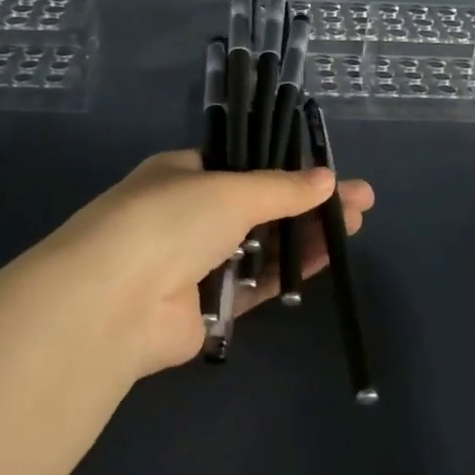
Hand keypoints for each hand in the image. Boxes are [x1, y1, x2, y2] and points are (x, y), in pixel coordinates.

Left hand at [35, 150, 375, 378]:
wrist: (114, 301)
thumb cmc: (170, 221)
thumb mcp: (230, 190)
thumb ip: (281, 188)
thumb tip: (326, 178)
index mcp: (183, 174)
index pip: (242, 166)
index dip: (287, 170)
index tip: (328, 173)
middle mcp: (188, 215)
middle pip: (260, 207)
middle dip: (308, 204)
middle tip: (359, 203)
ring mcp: (197, 263)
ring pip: (262, 247)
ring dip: (306, 236)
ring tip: (355, 227)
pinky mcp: (208, 308)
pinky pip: (257, 285)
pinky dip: (289, 272)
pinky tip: (327, 259)